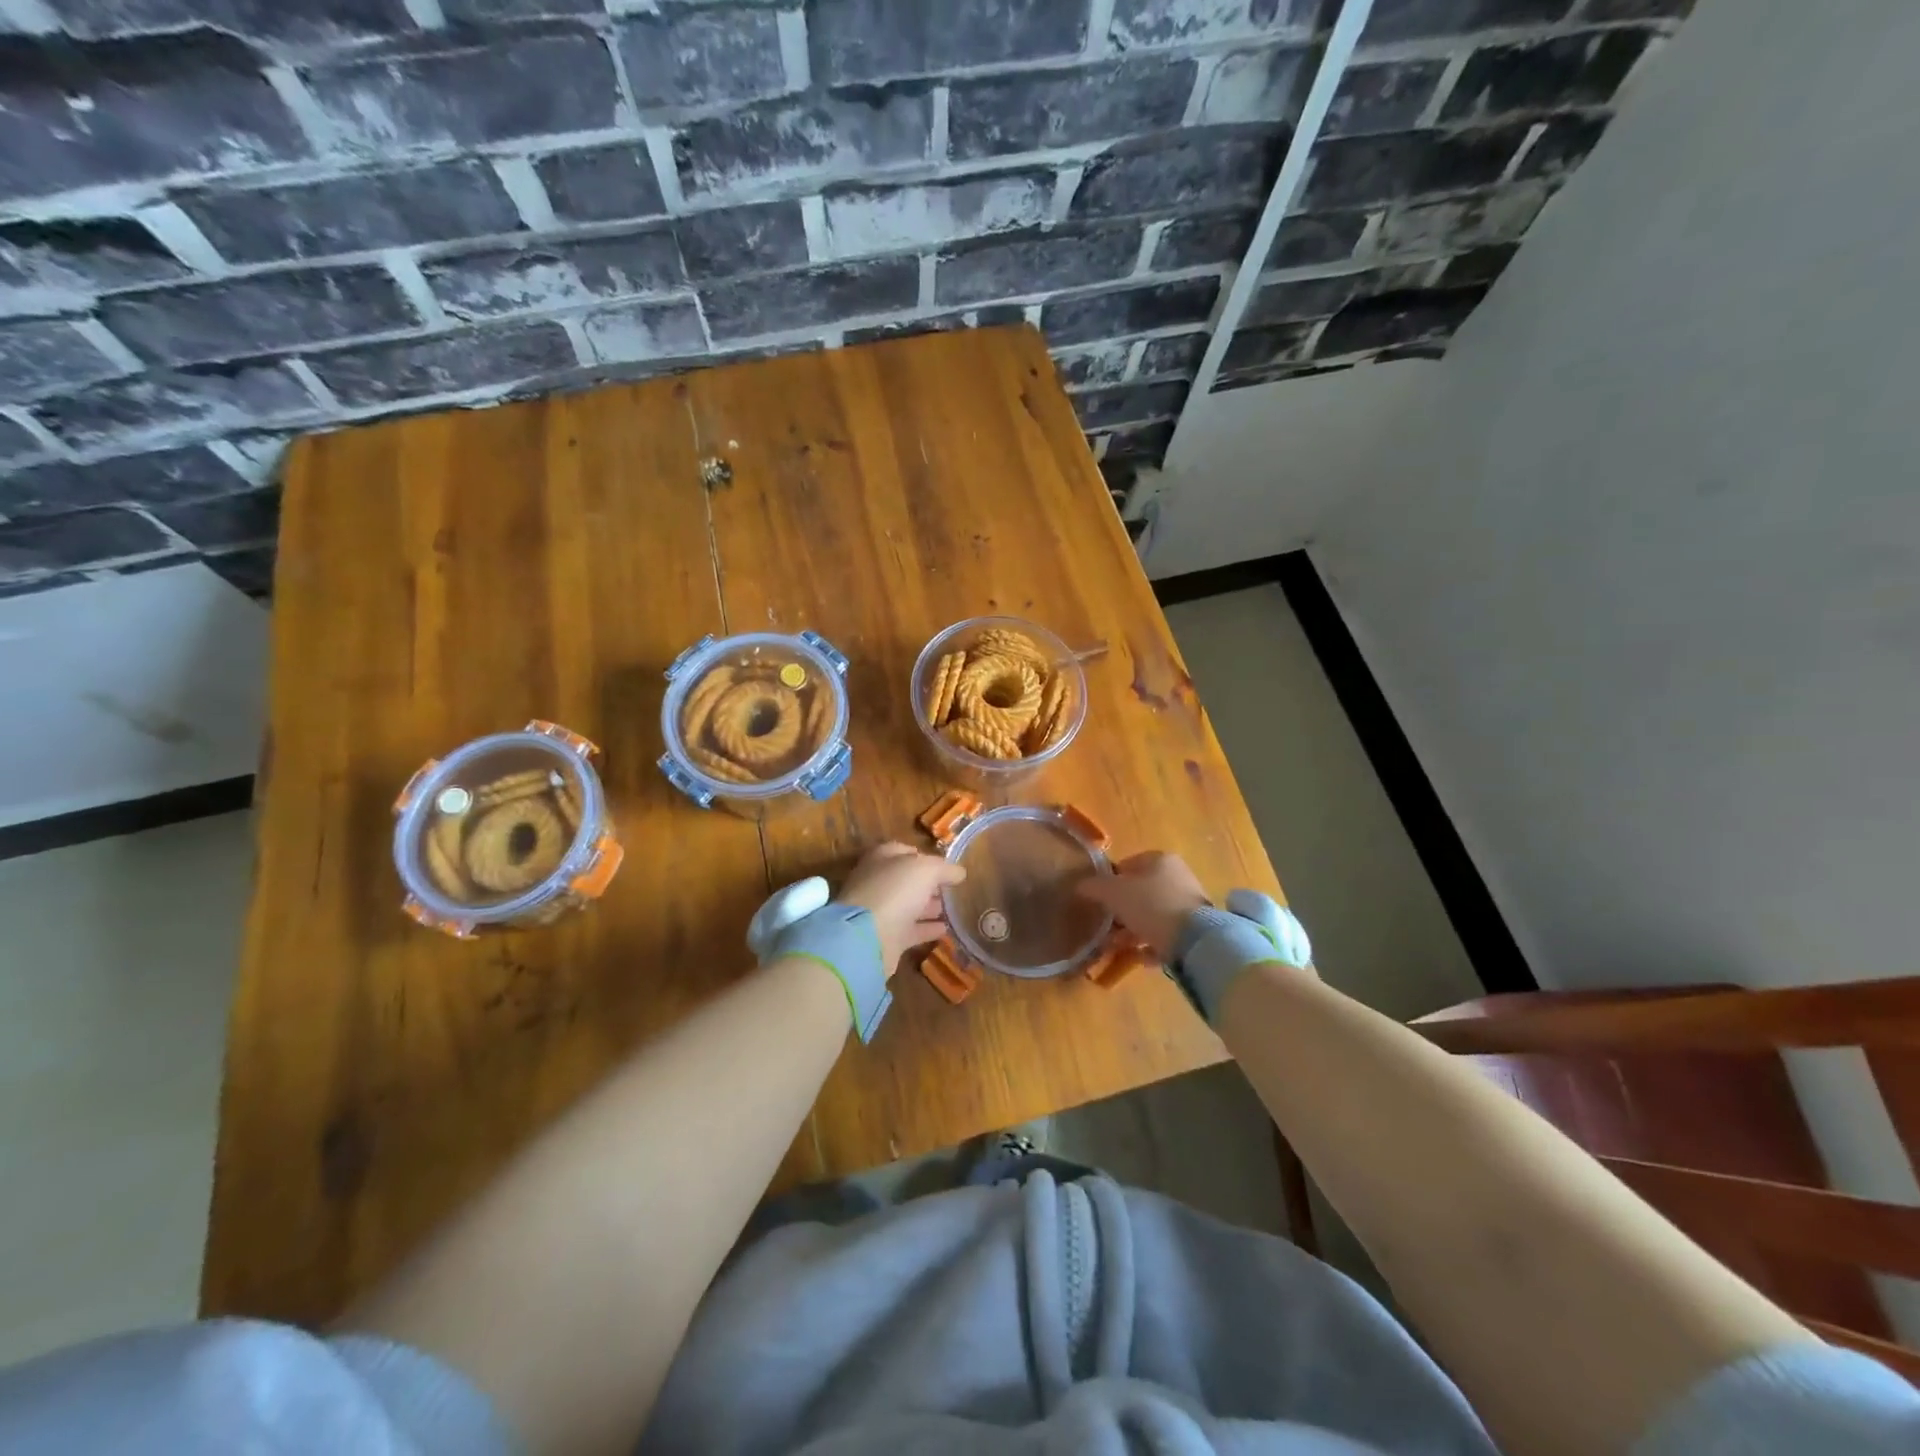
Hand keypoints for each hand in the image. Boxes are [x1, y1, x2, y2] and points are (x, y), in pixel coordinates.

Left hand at [839, 842, 965, 975]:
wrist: (868, 937)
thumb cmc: (895, 891)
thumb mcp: (926, 869)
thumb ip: (944, 868)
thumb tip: (959, 872)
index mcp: (881, 859)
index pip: (903, 851)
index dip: (924, 856)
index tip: (945, 865)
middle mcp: (878, 883)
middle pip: (906, 880)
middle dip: (928, 883)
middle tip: (951, 888)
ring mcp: (880, 912)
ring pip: (909, 906)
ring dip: (929, 906)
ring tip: (952, 909)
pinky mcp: (886, 938)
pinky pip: (911, 930)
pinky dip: (927, 929)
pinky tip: (945, 929)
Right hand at [1075, 851, 1208, 958]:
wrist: (1194, 940)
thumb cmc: (1151, 905)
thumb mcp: (1113, 893)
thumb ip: (1094, 887)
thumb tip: (1079, 885)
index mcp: (1160, 860)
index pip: (1128, 865)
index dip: (1109, 881)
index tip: (1098, 900)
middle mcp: (1178, 876)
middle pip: (1141, 892)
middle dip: (1121, 910)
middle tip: (1105, 926)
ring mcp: (1189, 904)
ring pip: (1153, 915)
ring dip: (1133, 930)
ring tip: (1116, 946)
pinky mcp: (1196, 930)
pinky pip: (1166, 935)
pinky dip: (1151, 945)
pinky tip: (1139, 957)